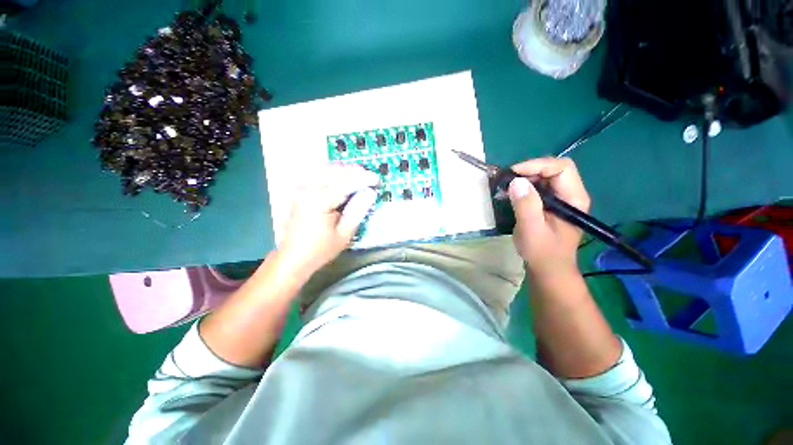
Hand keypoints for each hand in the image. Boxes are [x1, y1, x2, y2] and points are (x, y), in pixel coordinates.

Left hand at [279, 164, 379, 275]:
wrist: (293, 257)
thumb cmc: (320, 249)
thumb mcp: (344, 234)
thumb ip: (357, 211)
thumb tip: (370, 193)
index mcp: (319, 201)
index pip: (345, 183)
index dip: (363, 179)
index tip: (376, 179)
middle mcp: (307, 189)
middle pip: (334, 171)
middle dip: (354, 171)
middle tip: (369, 177)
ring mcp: (301, 188)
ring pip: (324, 168)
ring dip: (343, 169)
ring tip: (358, 175)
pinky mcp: (299, 191)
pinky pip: (316, 173)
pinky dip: (331, 171)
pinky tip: (340, 177)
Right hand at [507, 157, 590, 279]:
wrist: (548, 269)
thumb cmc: (542, 253)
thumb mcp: (532, 230)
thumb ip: (526, 206)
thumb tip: (516, 181)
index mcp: (574, 199)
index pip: (561, 168)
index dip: (537, 165)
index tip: (513, 174)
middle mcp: (571, 194)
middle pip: (553, 169)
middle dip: (529, 171)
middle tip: (507, 181)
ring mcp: (561, 199)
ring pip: (544, 176)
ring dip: (524, 178)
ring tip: (506, 188)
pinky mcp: (550, 204)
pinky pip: (538, 187)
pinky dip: (524, 187)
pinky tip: (511, 194)